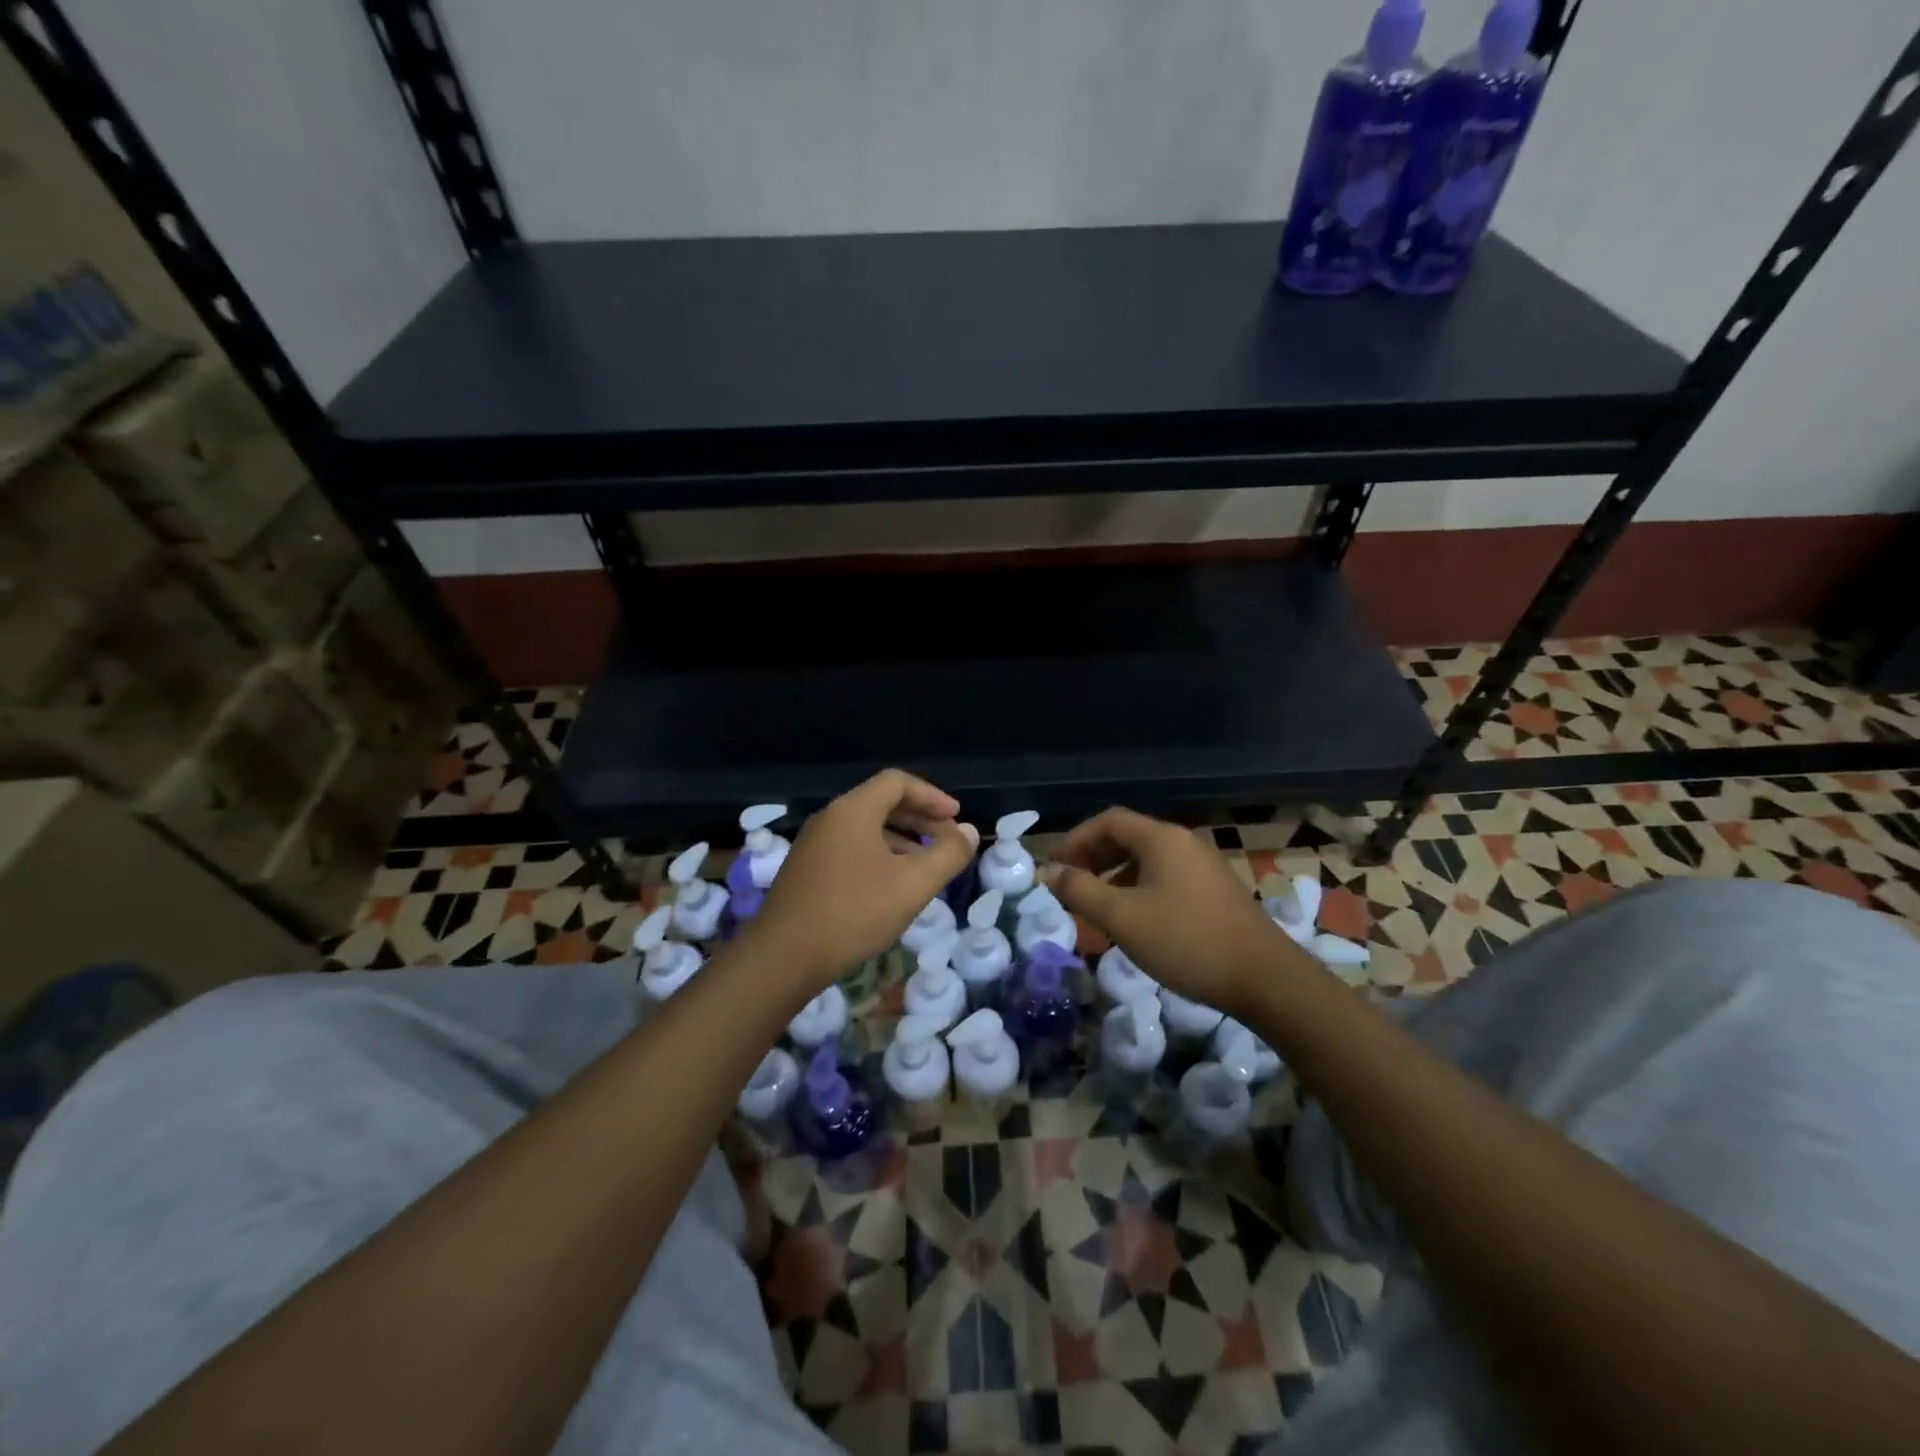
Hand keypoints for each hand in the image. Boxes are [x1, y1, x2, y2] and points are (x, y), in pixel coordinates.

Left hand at [739, 769, 978, 991]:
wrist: (783, 956)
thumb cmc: (853, 912)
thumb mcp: (913, 885)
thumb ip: (948, 854)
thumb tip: (970, 832)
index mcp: (853, 810)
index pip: (898, 782)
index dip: (932, 796)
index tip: (956, 818)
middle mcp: (830, 818)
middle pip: (881, 802)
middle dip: (919, 818)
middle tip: (947, 839)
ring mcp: (813, 844)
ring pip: (866, 828)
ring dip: (901, 839)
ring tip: (925, 865)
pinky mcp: (806, 869)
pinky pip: (850, 848)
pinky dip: (879, 855)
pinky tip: (891, 886)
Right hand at [1051, 806, 1309, 1017]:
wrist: (1265, 978)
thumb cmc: (1187, 941)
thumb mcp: (1123, 918)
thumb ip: (1081, 891)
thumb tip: (1049, 872)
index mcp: (1162, 839)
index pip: (1109, 821)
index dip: (1076, 838)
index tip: (1055, 864)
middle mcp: (1184, 843)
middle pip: (1129, 836)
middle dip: (1094, 856)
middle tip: (1071, 884)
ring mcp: (1203, 867)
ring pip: (1148, 859)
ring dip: (1115, 875)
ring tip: (1097, 905)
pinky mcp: (1215, 892)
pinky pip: (1166, 877)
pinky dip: (1139, 888)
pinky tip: (1135, 920)